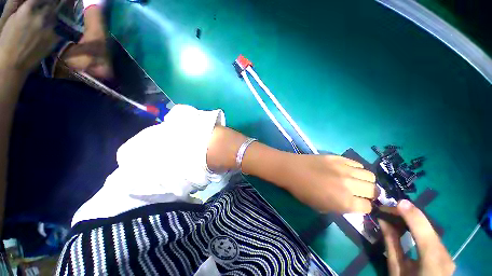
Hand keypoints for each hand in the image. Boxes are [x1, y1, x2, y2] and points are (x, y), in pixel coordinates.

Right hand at [0, 0, 58, 72]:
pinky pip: (57, 29)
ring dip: (50, 16)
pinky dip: (52, 28)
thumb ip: (18, 4)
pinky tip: (43, 34)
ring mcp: (50, 28)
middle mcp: (41, 16)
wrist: (13, 63)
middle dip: (49, 4)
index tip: (45, 0)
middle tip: (45, 8)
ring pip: (54, 16)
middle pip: (51, 5)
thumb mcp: (8, 17)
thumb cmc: (5, 40)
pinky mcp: (55, 38)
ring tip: (41, 22)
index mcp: (28, 9)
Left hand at [283, 155, 377, 212]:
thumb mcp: (321, 207)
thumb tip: (351, 203)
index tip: (358, 204)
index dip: (363, 207)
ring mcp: (344, 169)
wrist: (292, 170)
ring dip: (366, 180)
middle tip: (360, 193)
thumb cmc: (302, 191)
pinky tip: (348, 170)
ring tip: (356, 181)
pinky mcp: (338, 157)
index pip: (367, 207)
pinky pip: (356, 163)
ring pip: (369, 175)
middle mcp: (349, 185)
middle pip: (373, 190)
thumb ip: (340, 207)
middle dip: (369, 194)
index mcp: (344, 202)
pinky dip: (356, 169)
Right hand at [379, 200, 455, 275]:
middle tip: (389, 208)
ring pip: (430, 230)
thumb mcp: (396, 268)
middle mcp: (445, 255)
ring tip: (394, 213)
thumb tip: (383, 219)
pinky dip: (418, 227)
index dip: (413, 216)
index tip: (397, 203)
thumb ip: (392, 243)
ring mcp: (447, 254)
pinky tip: (407, 223)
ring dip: (412, 219)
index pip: (425, 234)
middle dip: (409, 215)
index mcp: (432, 263)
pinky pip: (431, 235)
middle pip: (428, 228)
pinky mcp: (446, 254)